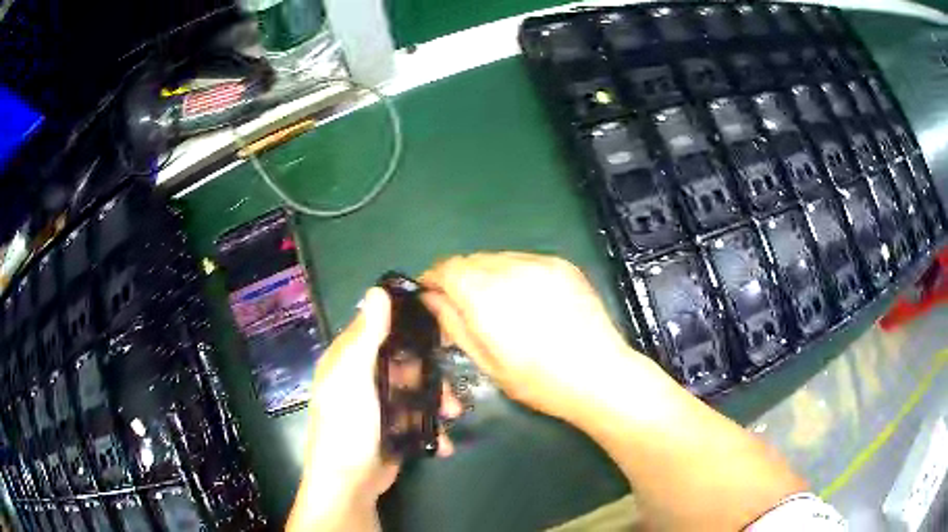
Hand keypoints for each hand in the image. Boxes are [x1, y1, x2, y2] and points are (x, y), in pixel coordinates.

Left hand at [287, 287, 459, 531]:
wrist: (350, 483)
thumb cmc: (347, 425)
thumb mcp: (354, 377)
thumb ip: (367, 337)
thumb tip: (378, 290)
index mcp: (348, 359)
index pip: (378, 328)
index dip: (406, 323)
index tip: (439, 324)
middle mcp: (362, 378)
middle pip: (404, 361)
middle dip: (431, 373)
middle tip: (451, 384)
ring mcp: (379, 405)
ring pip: (415, 389)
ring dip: (437, 401)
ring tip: (453, 415)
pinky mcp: (393, 428)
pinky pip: (417, 417)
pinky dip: (432, 427)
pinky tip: (443, 441)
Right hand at [421, 252, 641, 422]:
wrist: (599, 374)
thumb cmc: (539, 381)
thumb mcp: (487, 362)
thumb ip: (454, 323)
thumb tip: (430, 297)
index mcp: (487, 296)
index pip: (447, 268)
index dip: (433, 278)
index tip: (431, 295)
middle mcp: (511, 269)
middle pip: (471, 260)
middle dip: (459, 278)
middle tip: (464, 306)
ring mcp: (540, 263)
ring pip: (497, 258)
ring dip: (487, 275)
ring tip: (498, 305)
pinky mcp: (562, 264)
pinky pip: (524, 260)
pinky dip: (514, 274)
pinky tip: (526, 299)